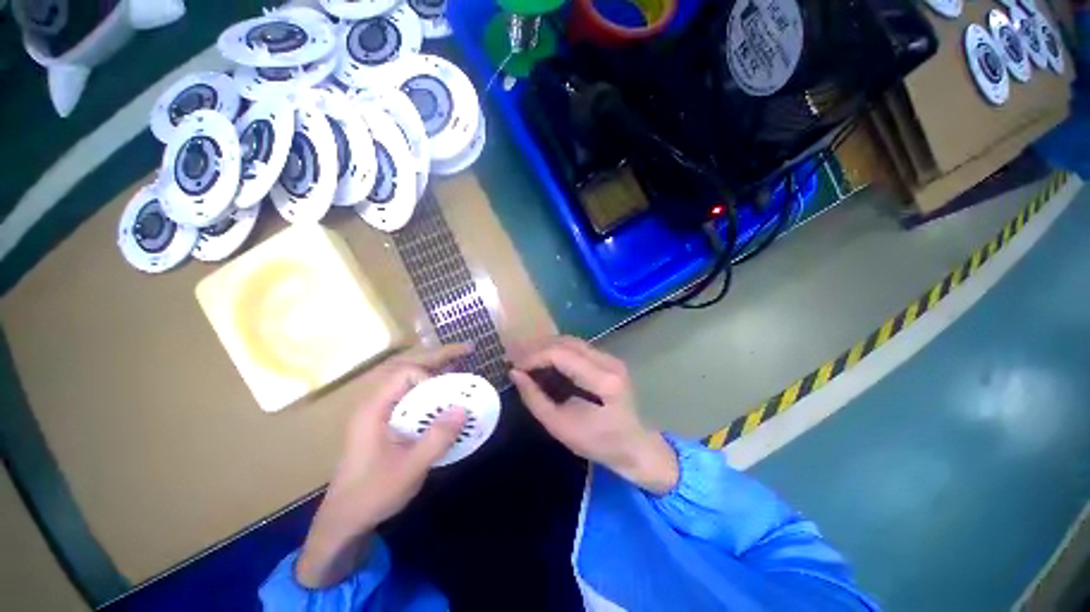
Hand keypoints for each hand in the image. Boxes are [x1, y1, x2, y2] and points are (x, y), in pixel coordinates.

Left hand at [296, 344, 470, 587]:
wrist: (344, 521)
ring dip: (435, 367)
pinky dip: (430, 385)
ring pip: (408, 378)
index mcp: (373, 409)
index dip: (430, 377)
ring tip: (460, 361)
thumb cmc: (372, 495)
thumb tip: (464, 408)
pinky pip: (410, 393)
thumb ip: (436, 439)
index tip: (447, 397)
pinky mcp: (386, 422)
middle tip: (468, 350)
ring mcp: (380, 412)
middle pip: (407, 367)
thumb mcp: (409, 469)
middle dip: (438, 356)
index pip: (404, 373)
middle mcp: (375, 403)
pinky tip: (445, 391)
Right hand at [510, 336, 677, 494]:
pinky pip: (578, 347)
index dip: (534, 356)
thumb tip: (515, 374)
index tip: (516, 368)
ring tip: (529, 362)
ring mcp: (611, 358)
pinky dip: (559, 351)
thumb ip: (535, 399)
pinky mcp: (609, 360)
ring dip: (548, 348)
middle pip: (566, 342)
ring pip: (572, 341)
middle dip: (538, 349)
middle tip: (519, 363)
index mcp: (602, 380)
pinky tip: (547, 362)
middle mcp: (609, 361)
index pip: (561, 353)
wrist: (635, 447)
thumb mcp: (560, 427)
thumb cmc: (599, 443)